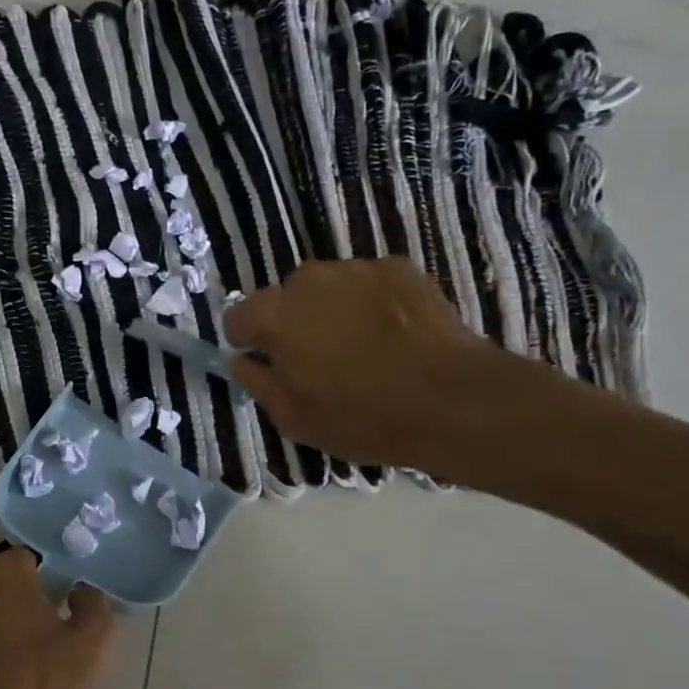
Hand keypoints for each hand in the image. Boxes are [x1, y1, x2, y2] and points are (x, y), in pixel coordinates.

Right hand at [225, 257, 538, 481]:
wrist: (450, 400)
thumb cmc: (360, 417)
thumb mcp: (293, 418)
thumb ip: (258, 382)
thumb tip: (242, 361)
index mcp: (275, 316)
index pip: (238, 316)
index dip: (248, 340)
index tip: (266, 362)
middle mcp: (309, 281)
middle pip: (285, 297)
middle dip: (293, 321)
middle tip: (318, 358)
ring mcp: (357, 270)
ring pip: (328, 288)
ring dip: (332, 310)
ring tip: (361, 346)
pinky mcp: (399, 269)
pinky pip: (368, 285)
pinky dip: (371, 304)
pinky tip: (393, 335)